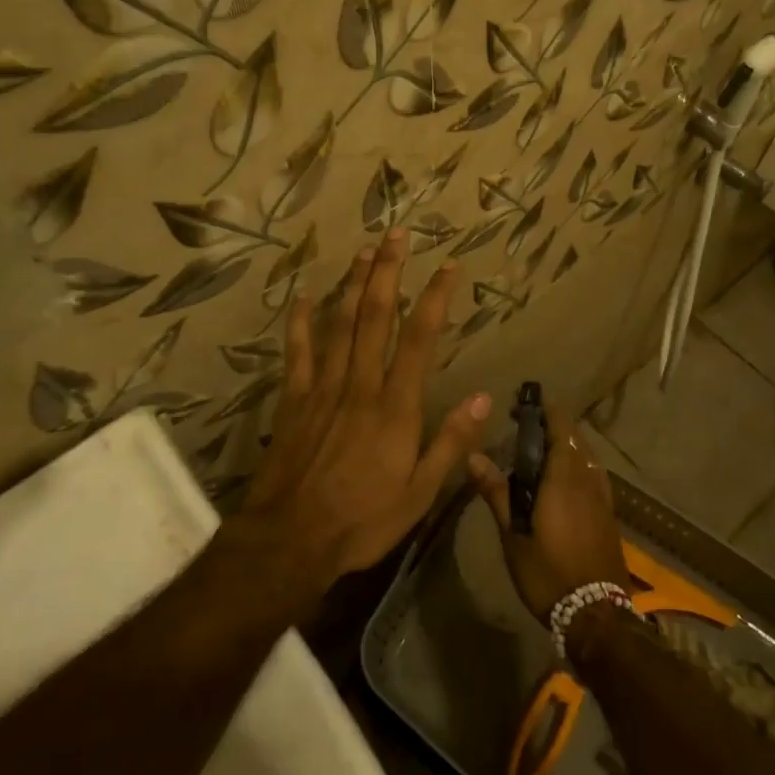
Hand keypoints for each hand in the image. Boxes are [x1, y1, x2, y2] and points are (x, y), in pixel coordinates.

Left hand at [227, 230, 493, 604]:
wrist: (290, 540)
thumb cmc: (362, 520)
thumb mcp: (420, 493)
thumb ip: (451, 442)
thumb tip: (484, 397)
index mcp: (396, 406)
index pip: (420, 338)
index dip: (434, 298)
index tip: (447, 266)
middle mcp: (361, 384)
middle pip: (375, 316)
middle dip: (388, 271)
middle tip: (397, 234)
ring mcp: (323, 387)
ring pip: (340, 323)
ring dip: (353, 284)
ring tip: (364, 250)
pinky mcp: (294, 398)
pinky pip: (298, 351)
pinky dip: (300, 322)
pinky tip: (303, 296)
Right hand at [467, 402, 628, 622]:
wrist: (597, 616)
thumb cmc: (548, 573)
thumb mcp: (514, 536)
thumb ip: (496, 492)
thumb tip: (472, 456)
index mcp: (564, 476)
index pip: (560, 426)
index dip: (544, 410)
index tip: (523, 405)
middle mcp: (588, 478)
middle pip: (575, 437)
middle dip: (552, 426)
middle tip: (524, 428)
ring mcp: (603, 496)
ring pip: (586, 455)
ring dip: (567, 445)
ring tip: (541, 451)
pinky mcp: (609, 514)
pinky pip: (593, 474)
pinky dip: (577, 464)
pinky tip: (563, 480)